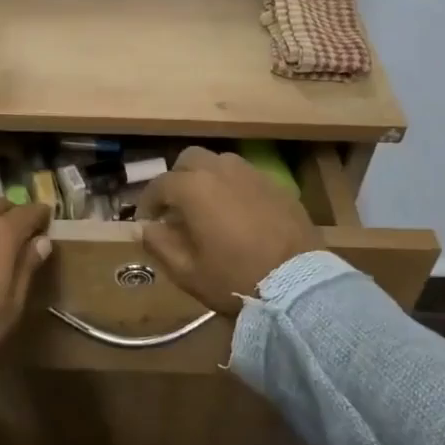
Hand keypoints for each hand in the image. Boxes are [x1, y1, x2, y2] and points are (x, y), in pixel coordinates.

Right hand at [137, 147, 320, 314]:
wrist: (298, 285)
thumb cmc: (234, 278)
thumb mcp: (186, 271)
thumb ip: (158, 244)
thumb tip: (146, 228)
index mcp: (194, 188)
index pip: (159, 184)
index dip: (147, 202)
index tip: (146, 220)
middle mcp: (222, 171)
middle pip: (190, 159)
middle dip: (177, 178)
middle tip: (176, 206)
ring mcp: (253, 175)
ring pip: (220, 162)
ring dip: (207, 177)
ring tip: (207, 205)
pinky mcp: (278, 186)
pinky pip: (247, 176)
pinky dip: (234, 187)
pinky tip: (237, 212)